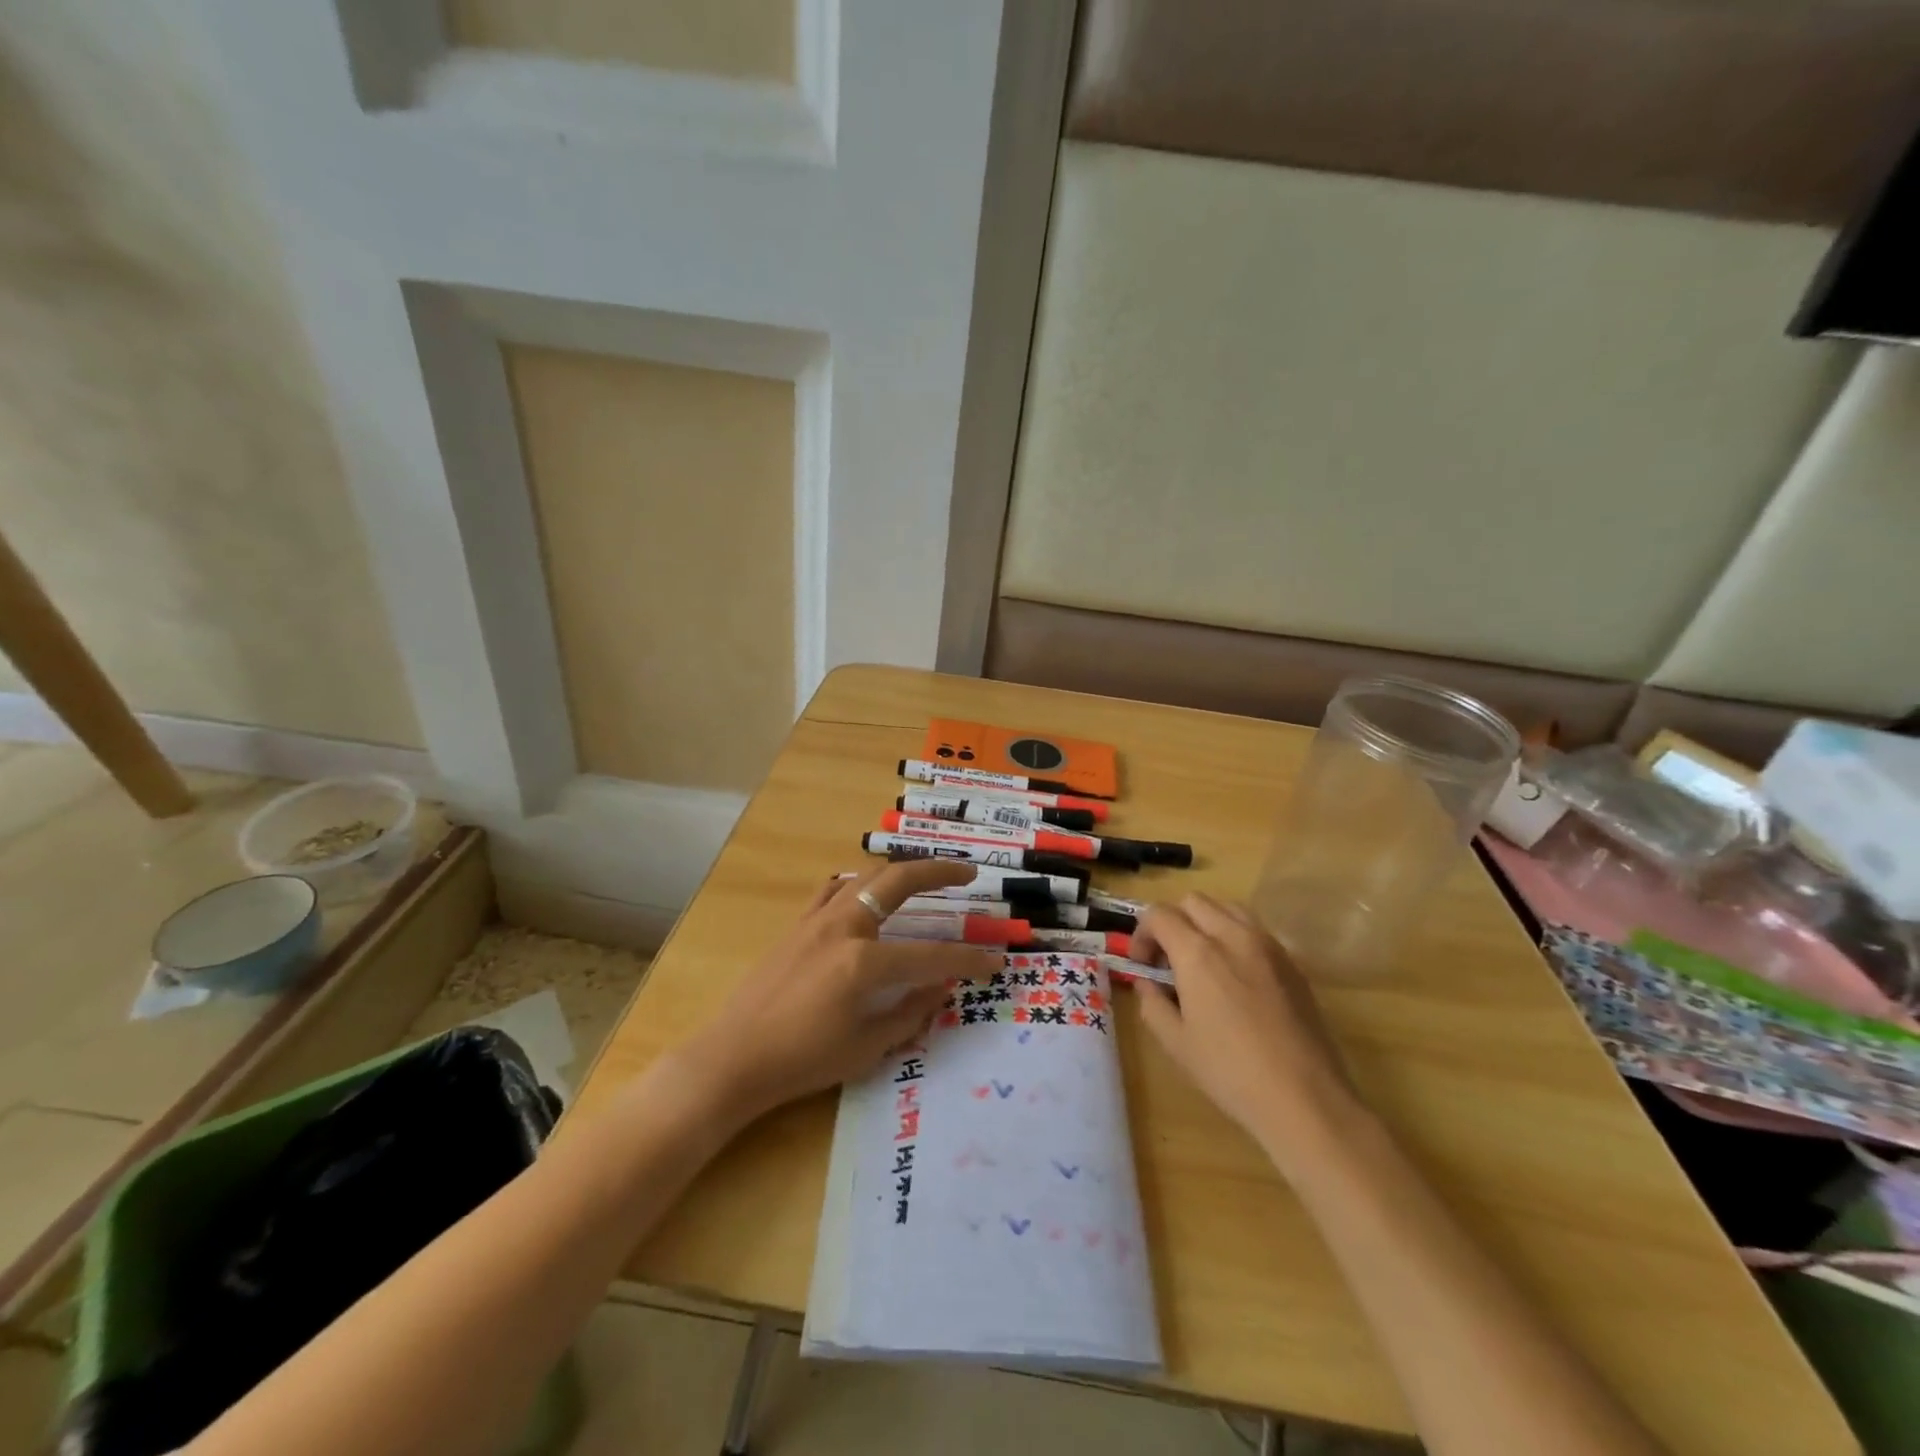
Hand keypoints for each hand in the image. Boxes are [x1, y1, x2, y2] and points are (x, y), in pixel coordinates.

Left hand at [672, 861, 1000, 1123]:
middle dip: (939, 872)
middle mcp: (844, 928)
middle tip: (967, 872)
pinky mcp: (798, 924)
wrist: (735, 1057)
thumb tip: (942, 986)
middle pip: (899, 882)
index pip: (931, 955)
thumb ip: (910, 1013)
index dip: (968, 959)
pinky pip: (834, 890)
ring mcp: (817, 920)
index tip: (995, 960)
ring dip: (901, 870)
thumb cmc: (803, 1061)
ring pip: (867, 876)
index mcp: (864, 963)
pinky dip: (858, 883)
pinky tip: (867, 892)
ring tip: (925, 875)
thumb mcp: (866, 1047)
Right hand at [1128, 893, 1364, 1172]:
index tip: (1143, 966)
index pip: (1159, 915)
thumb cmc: (1230, 1072)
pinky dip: (1235, 936)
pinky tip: (1236, 976)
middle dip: (1173, 922)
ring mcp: (1267, 945)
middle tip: (1169, 961)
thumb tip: (1147, 983)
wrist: (1305, 1098)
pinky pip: (1255, 929)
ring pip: (1227, 907)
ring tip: (1203, 961)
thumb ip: (1152, 1003)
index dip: (1142, 934)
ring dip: (1206, 922)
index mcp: (1198, 953)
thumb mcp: (1175, 1043)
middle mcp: (1232, 936)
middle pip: (1193, 901)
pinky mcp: (1291, 962)